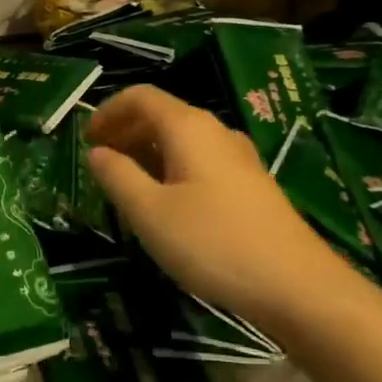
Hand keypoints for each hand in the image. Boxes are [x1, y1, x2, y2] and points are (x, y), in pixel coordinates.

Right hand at [86, 86, 339, 325]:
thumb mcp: (150, 212)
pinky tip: (167, 204)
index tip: (85, 139)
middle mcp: (217, 132)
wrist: (295, 284)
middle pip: (163, 115)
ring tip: (126, 185)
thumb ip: (118, 177)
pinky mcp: (251, 185)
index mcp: (189, 127)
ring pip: (183, 141)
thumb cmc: (213, 243)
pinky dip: (172, 169)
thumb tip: (98, 153)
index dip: (108, 111)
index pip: (141, 97)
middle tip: (100, 162)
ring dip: (148, 153)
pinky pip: (201, 162)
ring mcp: (239, 158)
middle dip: (126, 132)